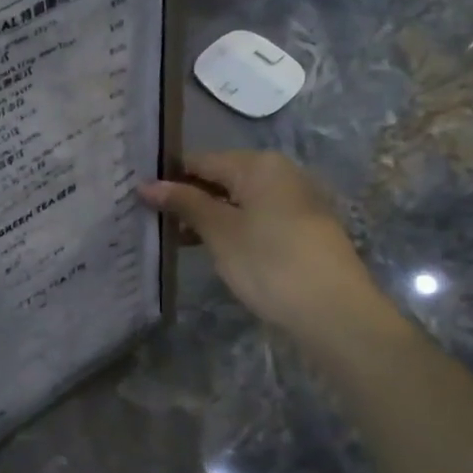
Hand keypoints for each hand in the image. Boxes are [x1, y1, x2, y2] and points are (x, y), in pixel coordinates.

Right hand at [139, 151, 381, 335]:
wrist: (335, 312)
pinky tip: (207, 247)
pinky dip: (229, 228)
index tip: (137, 197)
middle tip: (150, 219)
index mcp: (258, 165)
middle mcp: (279, 173)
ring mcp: (294, 200)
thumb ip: (184, 203)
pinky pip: (254, 217)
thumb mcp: (219, 231)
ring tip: (172, 238)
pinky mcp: (300, 228)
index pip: (200, 160)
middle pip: (220, 177)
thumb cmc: (269, 263)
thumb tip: (146, 184)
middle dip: (186, 197)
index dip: (167, 178)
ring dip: (205, 215)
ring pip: (237, 199)